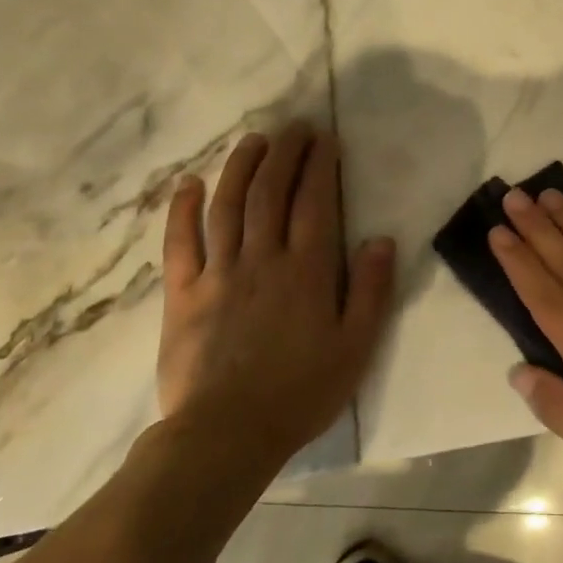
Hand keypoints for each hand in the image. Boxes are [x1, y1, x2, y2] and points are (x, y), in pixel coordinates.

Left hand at [156, 122, 394, 464]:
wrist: (225, 436)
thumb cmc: (301, 392)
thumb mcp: (356, 347)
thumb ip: (371, 290)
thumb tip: (381, 239)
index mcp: (307, 271)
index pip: (315, 203)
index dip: (320, 166)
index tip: (325, 138)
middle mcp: (262, 259)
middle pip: (272, 193)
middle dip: (284, 153)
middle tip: (294, 126)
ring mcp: (218, 274)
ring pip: (228, 207)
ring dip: (241, 168)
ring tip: (253, 140)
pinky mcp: (182, 294)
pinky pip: (180, 243)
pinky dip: (183, 210)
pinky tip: (189, 184)